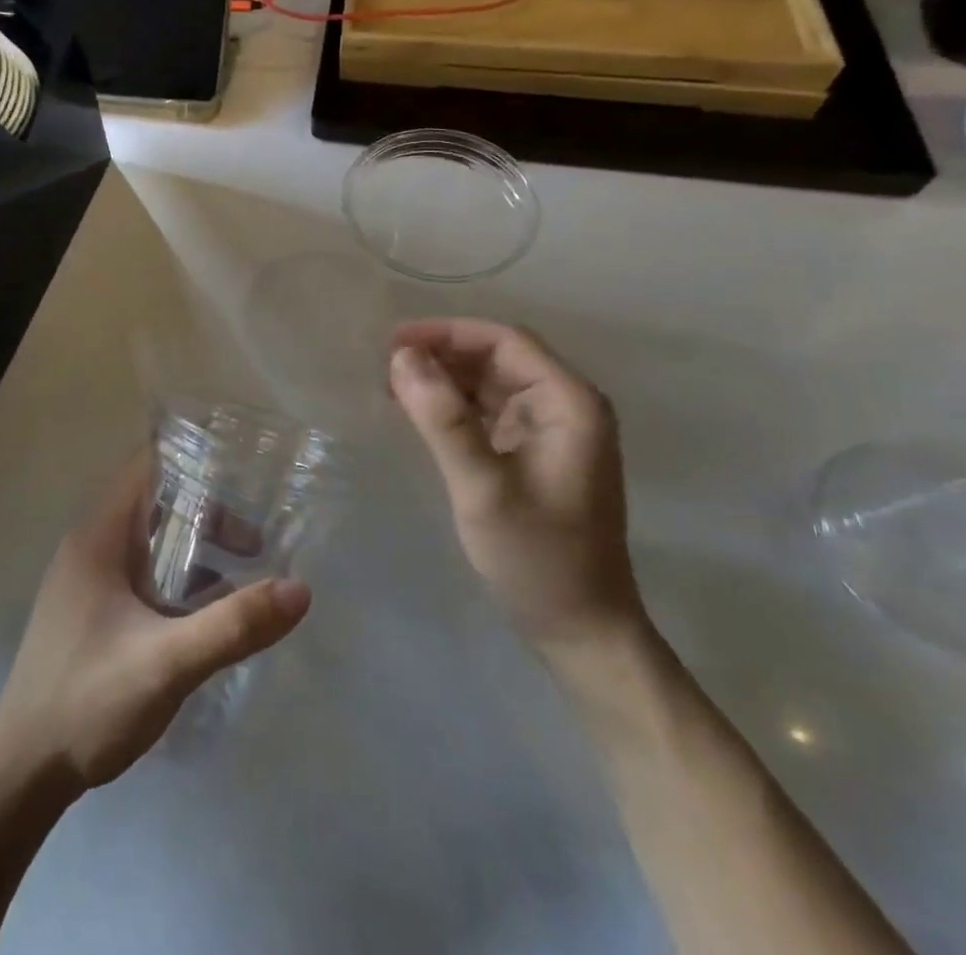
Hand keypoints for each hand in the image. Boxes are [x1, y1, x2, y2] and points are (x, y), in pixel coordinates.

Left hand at [0, 456, 311, 792]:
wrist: (21, 775)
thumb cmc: (88, 702)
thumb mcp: (167, 663)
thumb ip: (233, 625)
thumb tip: (299, 589)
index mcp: (99, 537)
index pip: (145, 465)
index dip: (191, 457)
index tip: (241, 466)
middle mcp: (90, 546)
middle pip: (155, 501)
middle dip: (207, 511)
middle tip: (255, 537)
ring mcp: (89, 580)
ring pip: (151, 540)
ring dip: (195, 547)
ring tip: (245, 568)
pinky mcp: (92, 611)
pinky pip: (144, 573)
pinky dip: (179, 577)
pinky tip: (210, 610)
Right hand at [388, 318, 641, 652]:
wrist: (582, 632)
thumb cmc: (538, 559)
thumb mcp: (483, 487)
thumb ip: (442, 419)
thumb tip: (401, 356)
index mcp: (568, 402)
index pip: (504, 341)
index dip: (447, 333)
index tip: (393, 341)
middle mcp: (565, 406)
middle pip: (497, 357)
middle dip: (441, 354)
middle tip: (383, 364)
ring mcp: (551, 431)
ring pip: (490, 382)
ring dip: (443, 378)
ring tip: (391, 384)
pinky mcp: (534, 453)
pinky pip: (488, 412)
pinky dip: (452, 406)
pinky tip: (417, 412)